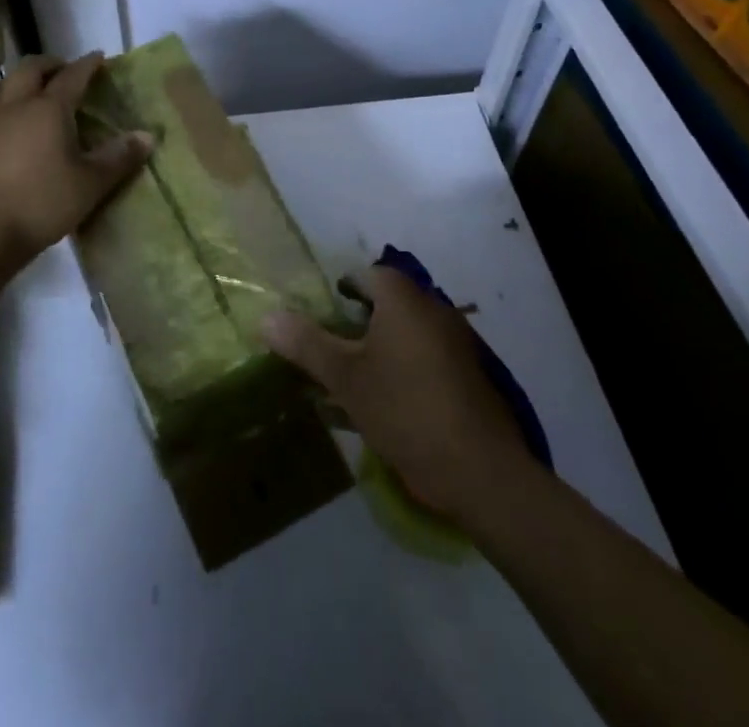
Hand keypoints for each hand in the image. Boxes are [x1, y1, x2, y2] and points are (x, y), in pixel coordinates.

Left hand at [0, 53, 151, 280]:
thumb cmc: (43, 201)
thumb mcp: (91, 183)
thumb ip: (119, 157)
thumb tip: (147, 136)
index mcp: (49, 108)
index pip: (72, 76)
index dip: (87, 64)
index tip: (99, 57)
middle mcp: (18, 105)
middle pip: (31, 69)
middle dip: (51, 64)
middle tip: (67, 71)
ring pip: (5, 83)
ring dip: (23, 78)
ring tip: (37, 89)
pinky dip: (7, 99)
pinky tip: (14, 118)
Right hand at [261, 265, 534, 517]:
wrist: (482, 472)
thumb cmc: (406, 410)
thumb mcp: (346, 378)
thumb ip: (306, 343)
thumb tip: (266, 317)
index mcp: (404, 299)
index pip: (364, 276)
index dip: (336, 294)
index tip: (317, 323)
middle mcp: (433, 309)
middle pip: (385, 304)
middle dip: (354, 326)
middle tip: (328, 356)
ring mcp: (456, 343)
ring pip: (404, 335)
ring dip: (378, 352)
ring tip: (351, 386)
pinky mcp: (469, 376)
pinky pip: (425, 360)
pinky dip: (403, 372)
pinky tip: (386, 407)